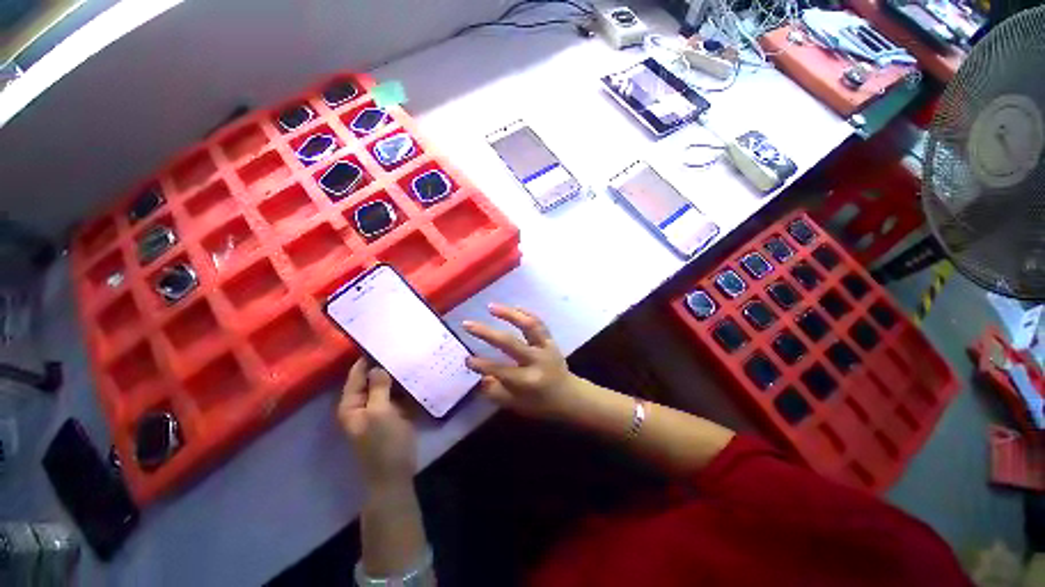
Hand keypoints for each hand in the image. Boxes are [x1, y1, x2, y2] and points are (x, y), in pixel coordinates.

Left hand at [338, 358, 416, 488]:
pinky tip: (419, 374)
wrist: (395, 474)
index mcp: (352, 403)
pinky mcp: (394, 414)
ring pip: (389, 385)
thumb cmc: (384, 443)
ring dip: (399, 374)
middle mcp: (363, 403)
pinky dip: (407, 386)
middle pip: (373, 378)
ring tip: (413, 355)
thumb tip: (378, 366)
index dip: (368, 358)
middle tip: (404, 346)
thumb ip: (378, 388)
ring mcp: (380, 409)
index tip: (384, 341)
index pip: (357, 374)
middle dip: (387, 364)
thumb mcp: (380, 413)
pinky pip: (399, 395)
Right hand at [463, 304, 583, 419]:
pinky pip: (539, 323)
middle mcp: (536, 361)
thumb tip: (479, 377)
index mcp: (527, 381)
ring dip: (509, 314)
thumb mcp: (516, 405)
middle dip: (486, 333)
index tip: (466, 359)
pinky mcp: (551, 340)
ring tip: (491, 307)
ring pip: (528, 325)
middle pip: (510, 343)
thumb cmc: (540, 403)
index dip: (481, 365)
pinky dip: (526, 313)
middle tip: (467, 324)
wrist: (569, 395)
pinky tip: (514, 306)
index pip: (500, 370)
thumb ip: (496, 392)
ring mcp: (545, 347)